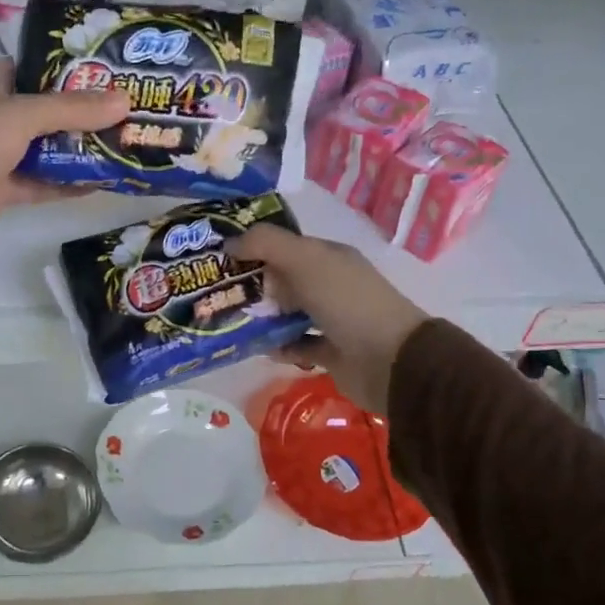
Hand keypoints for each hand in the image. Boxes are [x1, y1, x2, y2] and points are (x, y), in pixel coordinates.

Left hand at [0, 60, 128, 256]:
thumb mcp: (21, 116)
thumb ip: (72, 109)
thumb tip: (125, 100)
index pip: (36, 68)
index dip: (71, 69)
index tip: (112, 73)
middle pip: (48, 111)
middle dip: (86, 113)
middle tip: (130, 112)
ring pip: (48, 148)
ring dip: (81, 150)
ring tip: (125, 145)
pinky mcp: (3, 189)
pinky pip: (42, 182)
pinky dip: (68, 183)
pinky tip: (102, 183)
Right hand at [231, 224, 429, 413]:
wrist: (390, 361)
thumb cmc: (347, 302)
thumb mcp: (305, 260)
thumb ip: (266, 244)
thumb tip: (229, 243)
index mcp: (328, 257)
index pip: (285, 246)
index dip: (253, 248)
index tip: (218, 258)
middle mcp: (330, 284)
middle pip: (283, 280)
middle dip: (252, 285)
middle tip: (214, 293)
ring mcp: (332, 320)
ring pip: (287, 314)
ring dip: (262, 318)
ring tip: (227, 321)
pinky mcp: (330, 353)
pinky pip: (297, 346)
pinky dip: (279, 347)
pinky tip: (258, 348)